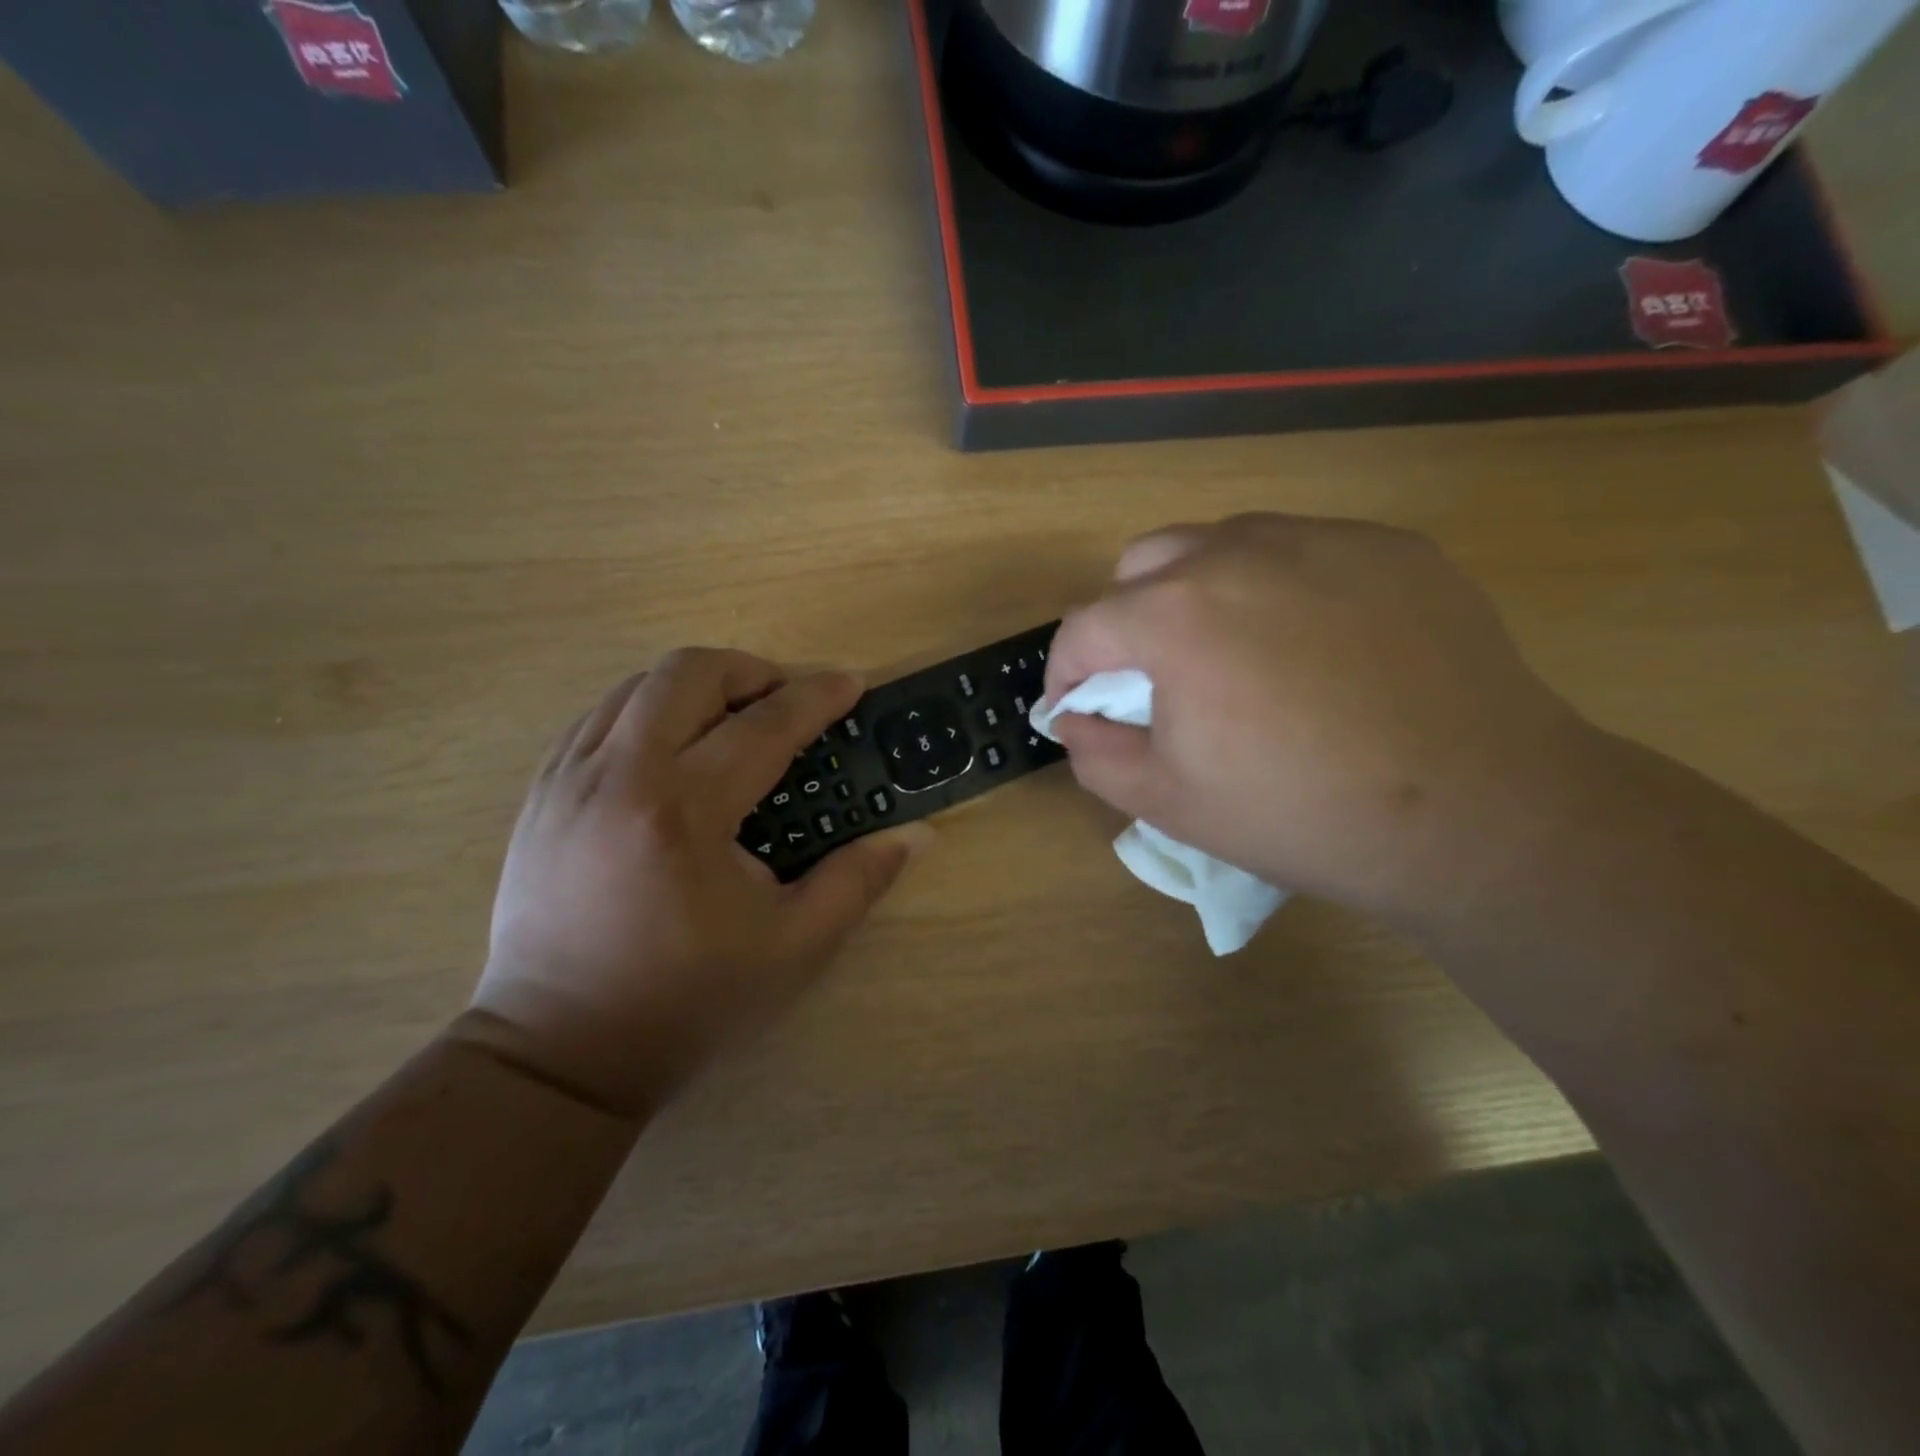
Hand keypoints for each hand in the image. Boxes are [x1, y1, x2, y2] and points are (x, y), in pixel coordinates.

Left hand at [464, 650, 931, 1119]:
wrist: (559, 1050)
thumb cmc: (686, 1001)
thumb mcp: (793, 948)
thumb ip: (858, 881)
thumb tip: (916, 835)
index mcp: (684, 814)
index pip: (764, 726)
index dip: (817, 696)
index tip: (850, 684)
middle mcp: (619, 776)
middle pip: (688, 672)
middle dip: (751, 671)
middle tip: (787, 700)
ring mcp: (569, 780)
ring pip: (637, 685)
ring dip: (698, 687)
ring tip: (734, 721)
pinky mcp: (541, 794)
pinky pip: (599, 717)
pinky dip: (648, 711)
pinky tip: (675, 750)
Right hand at [1043, 514, 1613, 924]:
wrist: (1479, 812)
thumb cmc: (1303, 813)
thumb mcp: (1168, 803)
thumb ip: (1094, 754)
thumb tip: (1073, 718)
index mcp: (1174, 615)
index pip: (1083, 627)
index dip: (1065, 673)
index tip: (1075, 709)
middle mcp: (1238, 553)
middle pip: (1142, 565)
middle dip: (1126, 621)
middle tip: (1155, 679)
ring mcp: (1322, 539)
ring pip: (1221, 544)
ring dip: (1198, 594)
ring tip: (1234, 657)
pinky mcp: (1390, 547)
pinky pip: (1303, 551)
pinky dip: (1279, 588)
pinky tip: (1315, 650)